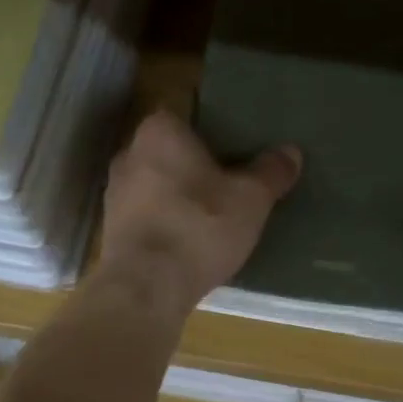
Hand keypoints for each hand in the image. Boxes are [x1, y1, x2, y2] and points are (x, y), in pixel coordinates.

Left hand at [98, 110, 301, 314]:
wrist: (146, 287)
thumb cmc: (199, 227)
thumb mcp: (250, 199)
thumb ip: (271, 172)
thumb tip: (291, 151)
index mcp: (159, 131)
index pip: (186, 114)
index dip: (212, 130)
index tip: (235, 149)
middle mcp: (129, 153)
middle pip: (170, 150)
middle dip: (195, 164)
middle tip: (229, 181)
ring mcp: (114, 193)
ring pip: (156, 183)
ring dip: (179, 195)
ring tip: (211, 214)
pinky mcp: (111, 229)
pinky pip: (147, 214)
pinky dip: (165, 221)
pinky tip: (188, 241)